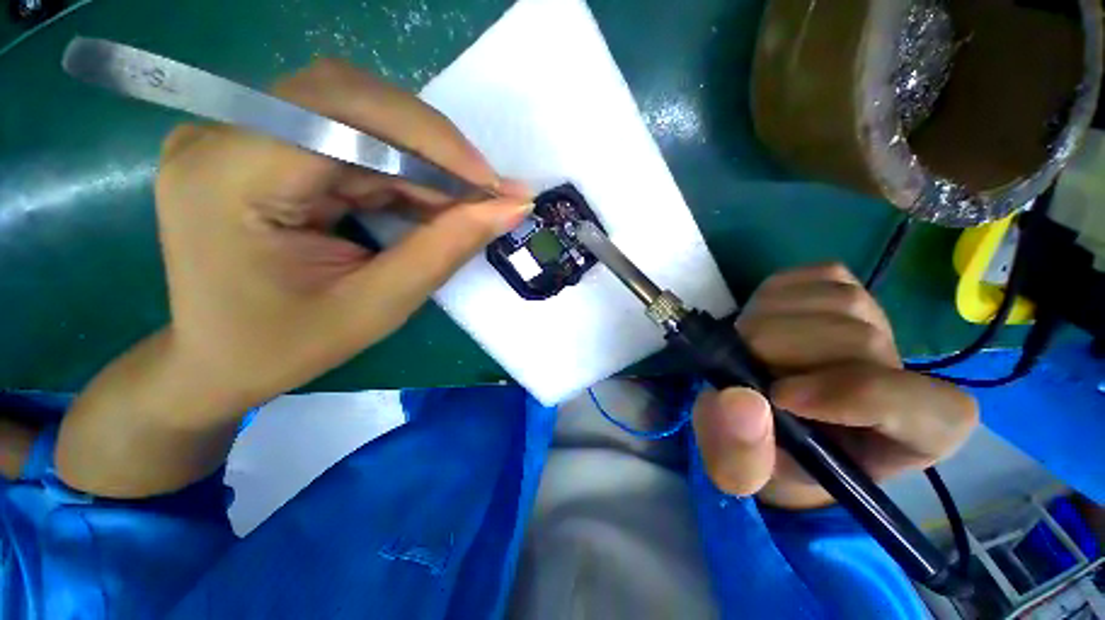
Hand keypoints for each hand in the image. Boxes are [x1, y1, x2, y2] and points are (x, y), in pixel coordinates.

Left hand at [57, 60, 531, 496]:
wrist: (212, 359)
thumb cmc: (282, 349)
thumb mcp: (376, 306)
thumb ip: (444, 246)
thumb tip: (505, 209)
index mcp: (235, 173)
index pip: (353, 125)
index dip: (438, 150)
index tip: (498, 185)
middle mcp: (233, 133)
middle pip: (359, 103)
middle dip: (439, 150)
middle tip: (491, 194)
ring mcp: (249, 134)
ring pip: (364, 118)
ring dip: (428, 163)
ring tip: (465, 206)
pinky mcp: (272, 148)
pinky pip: (359, 141)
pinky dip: (408, 170)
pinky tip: (428, 204)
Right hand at [692, 263, 977, 509]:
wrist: (764, 411)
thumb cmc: (765, 451)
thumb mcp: (743, 472)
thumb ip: (739, 455)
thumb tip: (739, 401)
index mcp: (906, 437)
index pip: (923, 408)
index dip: (853, 395)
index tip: (780, 397)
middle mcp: (904, 370)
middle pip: (861, 341)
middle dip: (780, 351)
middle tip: (743, 369)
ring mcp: (877, 320)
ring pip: (840, 301)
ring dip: (771, 322)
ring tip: (750, 348)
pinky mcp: (843, 289)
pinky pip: (817, 276)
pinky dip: (777, 294)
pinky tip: (764, 320)